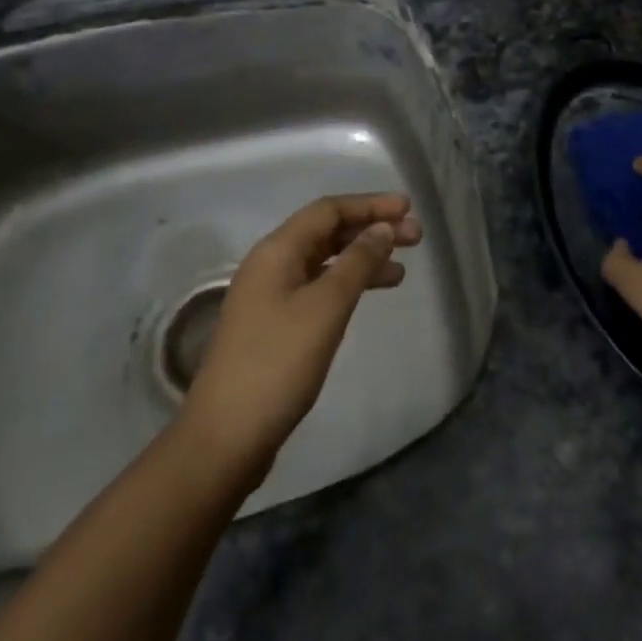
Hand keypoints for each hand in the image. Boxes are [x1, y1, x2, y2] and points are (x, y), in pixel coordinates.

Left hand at [178, 193, 419, 485]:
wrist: (226, 436)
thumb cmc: (278, 363)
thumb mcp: (325, 307)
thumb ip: (357, 263)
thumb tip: (382, 229)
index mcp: (277, 250)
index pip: (328, 210)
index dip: (370, 205)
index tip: (408, 208)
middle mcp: (271, 264)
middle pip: (327, 232)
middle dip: (370, 229)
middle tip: (415, 236)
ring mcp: (271, 295)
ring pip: (325, 261)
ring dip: (363, 258)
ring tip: (402, 268)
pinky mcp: (275, 324)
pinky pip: (318, 287)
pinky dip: (347, 284)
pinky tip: (370, 295)